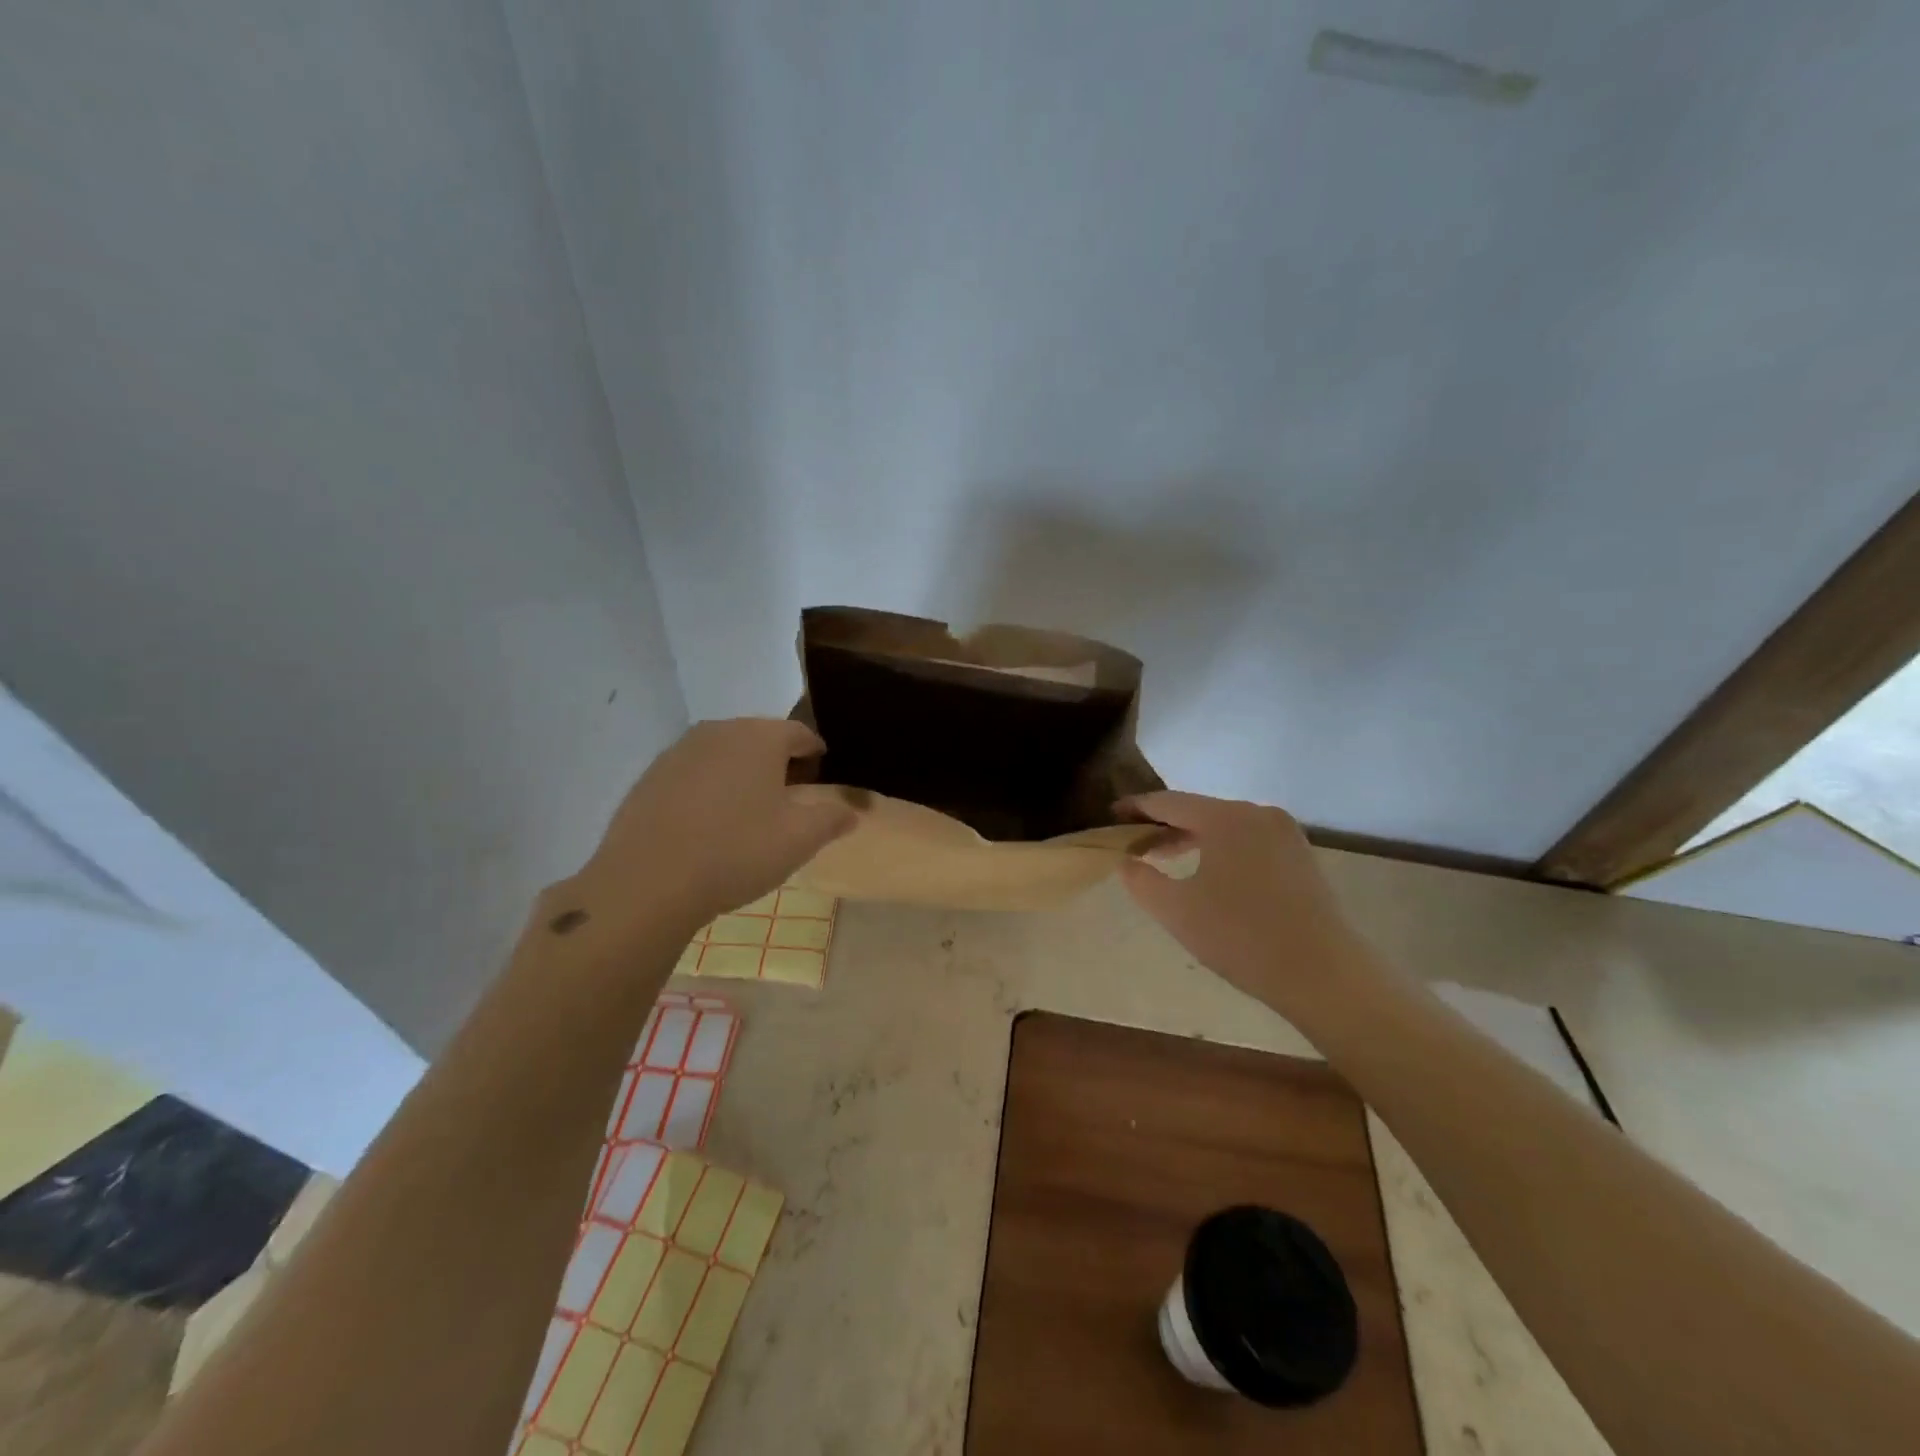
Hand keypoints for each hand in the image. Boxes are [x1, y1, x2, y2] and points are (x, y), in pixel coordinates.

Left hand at [574, 718, 856, 934]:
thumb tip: (852, 810)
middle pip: (760, 739)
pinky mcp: (650, 777)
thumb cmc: (736, 851)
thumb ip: (832, 817)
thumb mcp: (800, 839)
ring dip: (742, 774)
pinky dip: (709, 789)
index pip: (800, 734)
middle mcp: (719, 731)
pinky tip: (709, 824)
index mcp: (760, 737)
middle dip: (779, 763)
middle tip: (789, 799)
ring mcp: (679, 751)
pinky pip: (694, 773)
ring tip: (749, 813)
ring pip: (725, 754)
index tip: (821, 780)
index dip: (816, 756)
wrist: (648, 882)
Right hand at [1119, 791, 1366, 1015]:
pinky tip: (1209, 872)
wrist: (1323, 974)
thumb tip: (1127, 860)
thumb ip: (1140, 879)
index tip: (1112, 816)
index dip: (1135, 808)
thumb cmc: (1240, 937)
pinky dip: (1221, 848)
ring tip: (1166, 859)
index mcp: (1224, 817)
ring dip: (1192, 838)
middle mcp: (1256, 812)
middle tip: (1134, 845)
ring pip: (1225, 825)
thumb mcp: (1175, 910)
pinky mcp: (1300, 854)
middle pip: (1198, 810)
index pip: (1167, 802)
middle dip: (1163, 826)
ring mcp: (1284, 832)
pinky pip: (1248, 839)